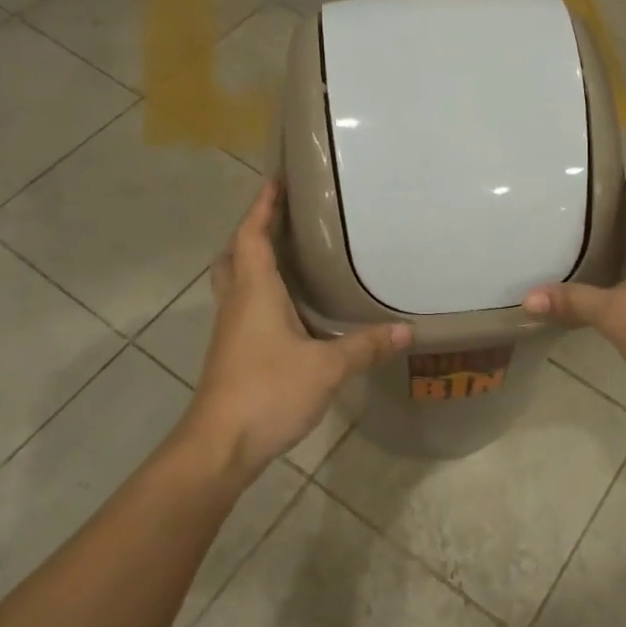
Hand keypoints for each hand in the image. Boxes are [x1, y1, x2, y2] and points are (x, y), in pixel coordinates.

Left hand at [186, 181, 410, 484]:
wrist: (219, 445)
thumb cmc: (268, 391)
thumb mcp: (326, 368)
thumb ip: (365, 346)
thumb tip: (405, 330)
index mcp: (254, 292)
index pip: (251, 237)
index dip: (261, 207)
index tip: (274, 181)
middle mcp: (237, 304)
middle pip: (234, 255)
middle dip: (252, 231)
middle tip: (280, 218)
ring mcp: (230, 330)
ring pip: (235, 282)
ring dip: (252, 261)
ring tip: (287, 254)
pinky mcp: (232, 353)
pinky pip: (243, 307)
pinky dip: (259, 292)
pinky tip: (286, 308)